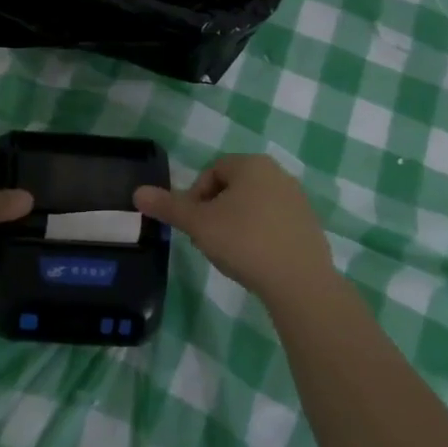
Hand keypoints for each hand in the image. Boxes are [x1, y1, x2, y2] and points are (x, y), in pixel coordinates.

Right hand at [134, 155, 331, 301]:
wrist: (299, 282)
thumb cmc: (244, 241)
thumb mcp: (198, 224)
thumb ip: (169, 206)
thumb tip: (137, 192)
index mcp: (252, 164)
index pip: (212, 170)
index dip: (195, 196)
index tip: (193, 224)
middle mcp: (278, 174)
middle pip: (233, 187)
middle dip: (215, 210)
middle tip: (208, 238)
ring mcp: (298, 200)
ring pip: (254, 206)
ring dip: (237, 223)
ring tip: (230, 252)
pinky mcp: (310, 226)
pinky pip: (274, 224)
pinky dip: (260, 236)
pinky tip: (255, 260)